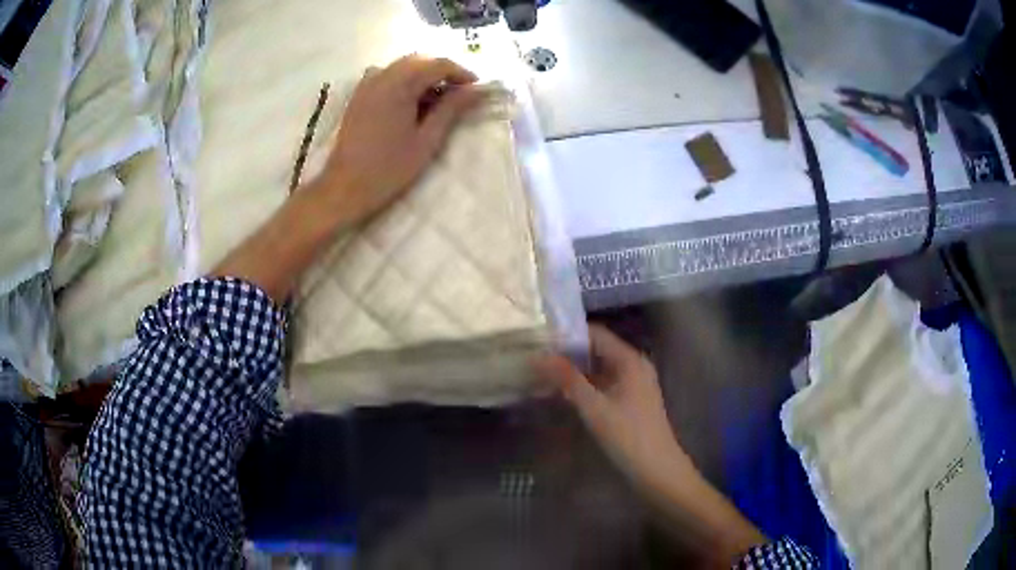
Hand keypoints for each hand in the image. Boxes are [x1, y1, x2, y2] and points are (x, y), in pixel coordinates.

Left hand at [319, 55, 483, 223]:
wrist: (345, 187)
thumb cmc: (389, 168)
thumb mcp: (427, 139)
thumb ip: (451, 109)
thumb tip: (477, 90)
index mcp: (400, 84)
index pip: (438, 64)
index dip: (461, 73)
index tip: (477, 89)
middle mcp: (382, 75)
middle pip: (420, 60)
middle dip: (443, 71)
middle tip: (460, 94)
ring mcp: (367, 84)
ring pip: (403, 65)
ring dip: (424, 74)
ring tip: (437, 98)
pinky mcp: (359, 95)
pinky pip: (387, 74)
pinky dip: (404, 79)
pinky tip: (410, 100)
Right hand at [536, 326, 768, 563]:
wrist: (658, 471)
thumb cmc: (629, 437)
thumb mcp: (595, 408)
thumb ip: (567, 380)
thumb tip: (538, 355)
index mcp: (630, 360)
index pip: (595, 334)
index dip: (567, 334)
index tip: (538, 338)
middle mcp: (634, 365)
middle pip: (597, 349)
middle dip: (567, 353)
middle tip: (535, 356)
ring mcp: (634, 383)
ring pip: (599, 368)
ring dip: (574, 370)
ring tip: (542, 373)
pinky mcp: (631, 400)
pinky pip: (604, 383)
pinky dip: (585, 385)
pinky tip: (563, 393)